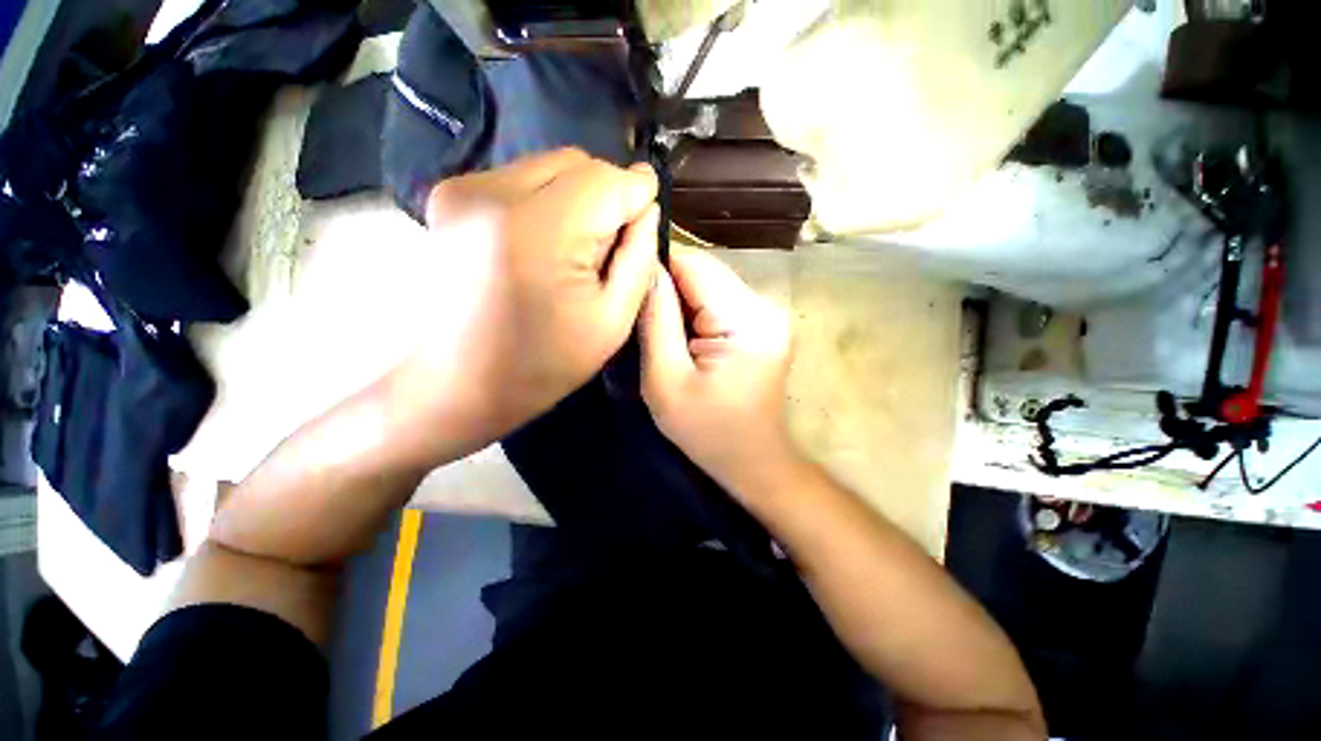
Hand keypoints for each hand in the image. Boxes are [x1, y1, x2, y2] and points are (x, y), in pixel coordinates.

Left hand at [388, 148, 659, 462]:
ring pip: (550, 167)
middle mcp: (494, 192)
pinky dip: (546, 202)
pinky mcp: (449, 194)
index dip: (637, 196)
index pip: (609, 179)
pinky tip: (541, 246)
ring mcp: (464, 188)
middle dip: (606, 198)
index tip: (646, 222)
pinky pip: (522, 178)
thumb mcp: (612, 320)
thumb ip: (639, 256)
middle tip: (605, 250)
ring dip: (576, 200)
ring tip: (570, 252)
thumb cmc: (542, 364)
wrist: (455, 385)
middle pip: (579, 164)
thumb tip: (647, 207)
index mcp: (540, 230)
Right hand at [640, 245, 796, 495]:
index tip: (629, 288)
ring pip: (710, 283)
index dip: (657, 267)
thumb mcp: (666, 381)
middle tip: (640, 315)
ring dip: (681, 300)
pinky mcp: (763, 324)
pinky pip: (720, 301)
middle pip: (705, 271)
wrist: (752, 461)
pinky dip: (696, 311)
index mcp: (746, 321)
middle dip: (668, 286)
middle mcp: (765, 307)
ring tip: (660, 328)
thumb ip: (655, 321)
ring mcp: (768, 314)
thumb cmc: (707, 431)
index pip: (695, 264)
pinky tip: (684, 336)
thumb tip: (646, 272)